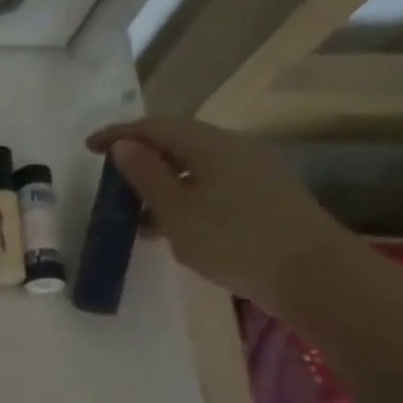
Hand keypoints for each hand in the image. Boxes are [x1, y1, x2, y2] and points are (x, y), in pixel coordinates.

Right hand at [86, 117, 356, 312]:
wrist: (313, 275)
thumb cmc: (234, 241)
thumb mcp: (176, 211)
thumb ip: (146, 175)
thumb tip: (123, 145)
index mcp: (212, 145)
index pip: (156, 127)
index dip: (119, 133)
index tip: (89, 147)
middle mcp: (236, 148)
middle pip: (180, 141)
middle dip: (142, 155)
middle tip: (111, 177)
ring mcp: (257, 170)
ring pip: (197, 164)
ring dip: (163, 178)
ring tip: (136, 207)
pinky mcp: (267, 194)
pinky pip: (214, 183)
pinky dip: (186, 193)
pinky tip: (173, 222)